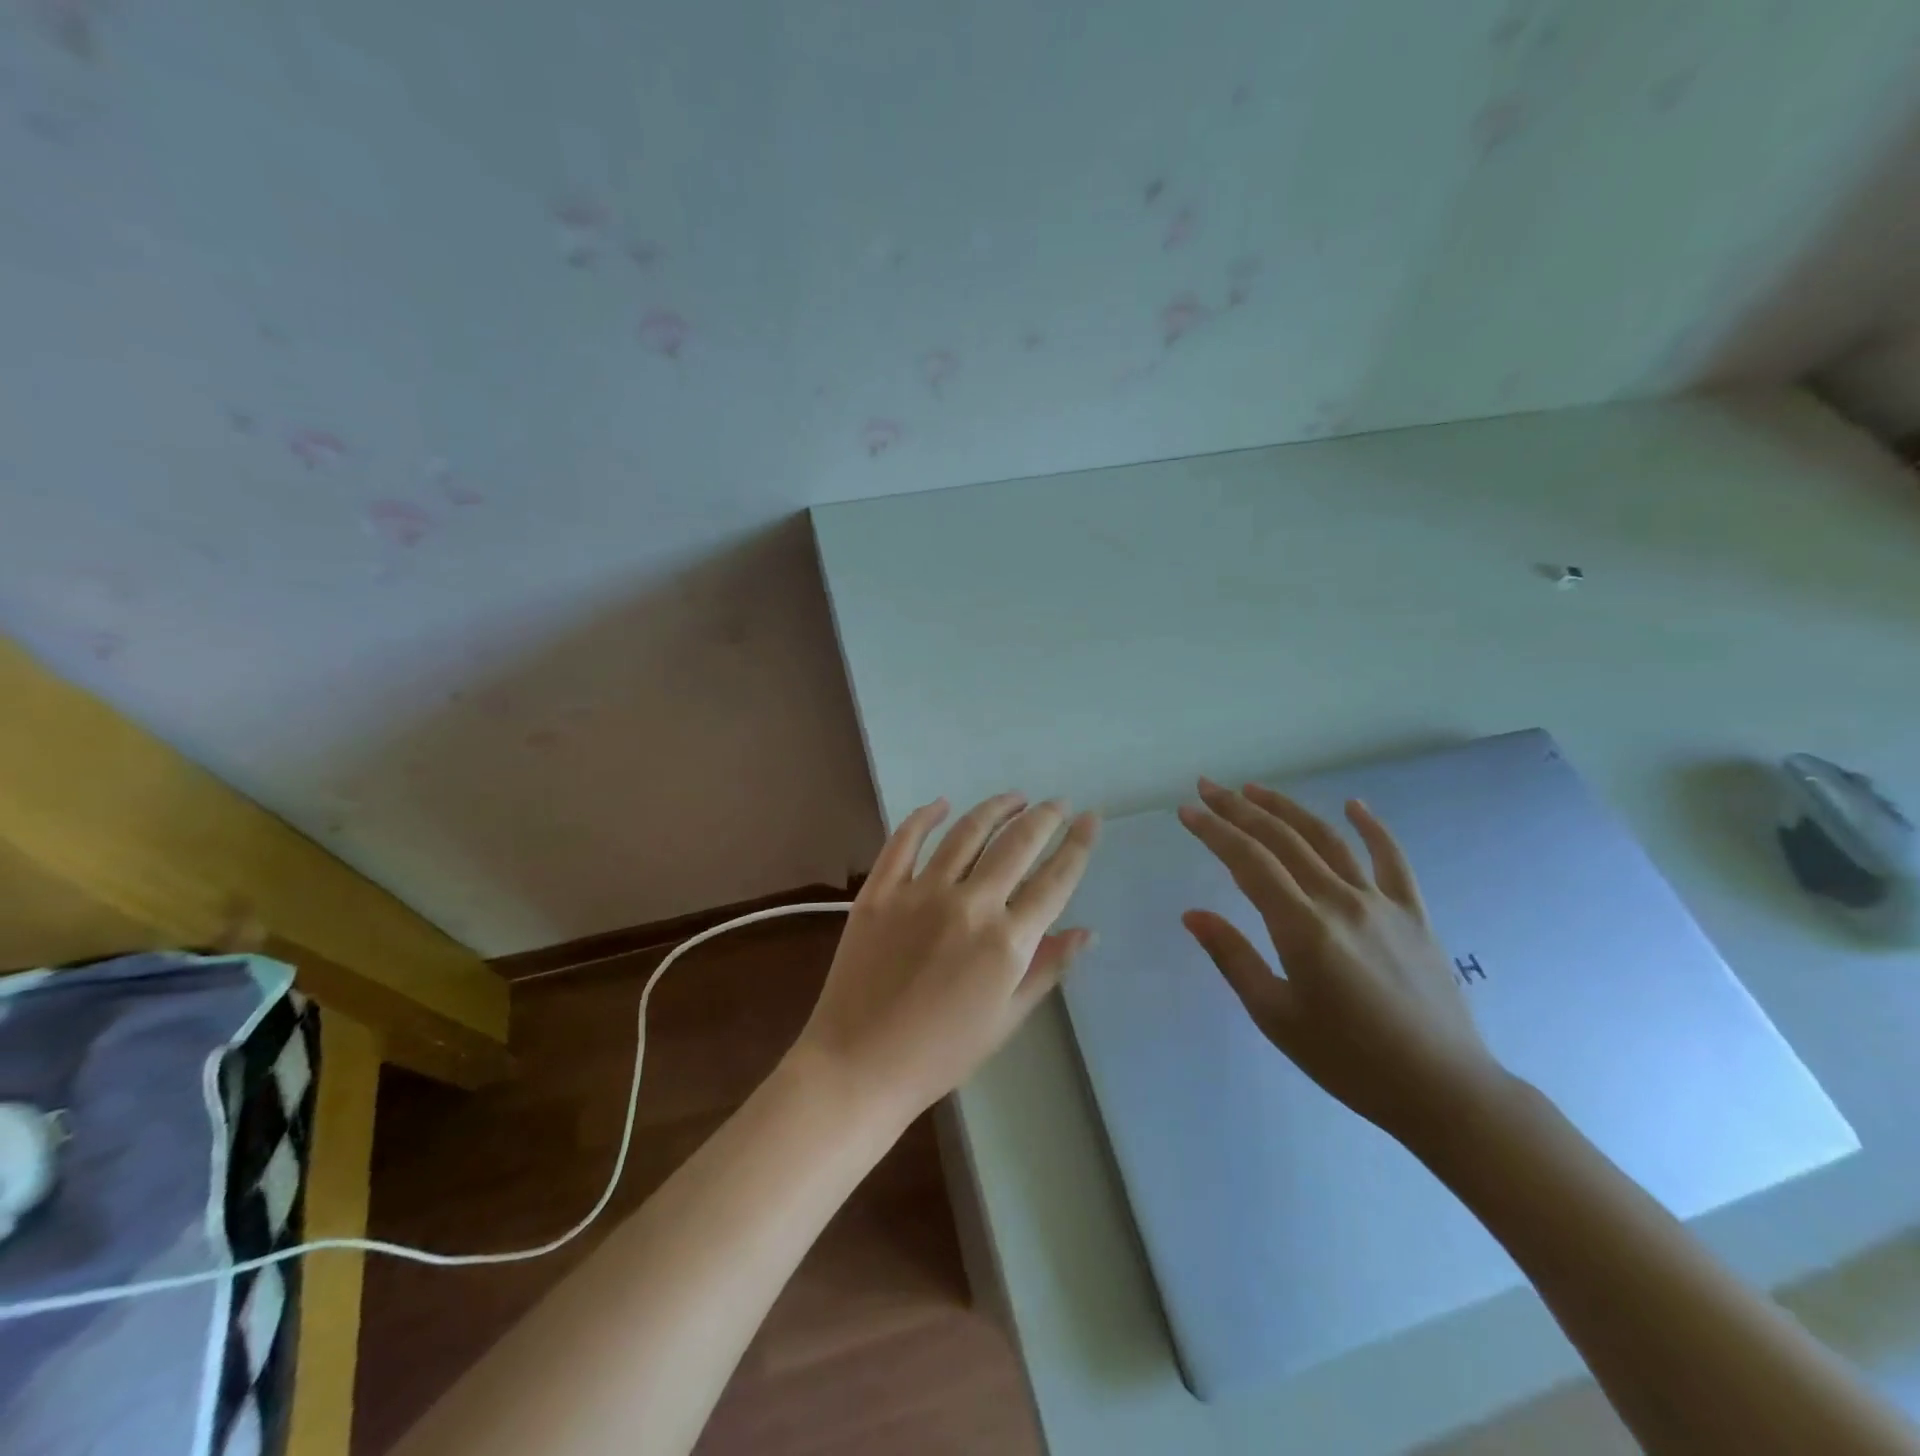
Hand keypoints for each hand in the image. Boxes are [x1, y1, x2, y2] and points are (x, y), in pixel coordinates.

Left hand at [789, 793, 1101, 1123]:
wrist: (860, 1065)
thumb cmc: (941, 1053)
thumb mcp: (1007, 1019)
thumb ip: (1047, 968)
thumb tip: (1086, 932)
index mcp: (1007, 941)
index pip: (1055, 880)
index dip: (1078, 844)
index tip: (1090, 818)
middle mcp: (970, 904)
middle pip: (1017, 844)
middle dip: (1044, 817)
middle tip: (1057, 803)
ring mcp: (921, 892)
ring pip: (967, 832)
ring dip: (995, 808)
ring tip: (1014, 797)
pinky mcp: (880, 890)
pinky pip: (905, 840)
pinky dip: (925, 817)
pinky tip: (941, 804)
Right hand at [1177, 779, 1505, 1144]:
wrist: (1443, 1090)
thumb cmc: (1348, 1060)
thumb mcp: (1275, 1016)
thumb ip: (1233, 957)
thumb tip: (1192, 914)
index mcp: (1303, 927)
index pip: (1248, 861)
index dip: (1214, 831)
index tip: (1188, 811)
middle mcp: (1340, 901)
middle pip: (1282, 839)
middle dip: (1239, 809)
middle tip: (1209, 787)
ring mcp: (1381, 903)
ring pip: (1328, 839)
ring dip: (1288, 808)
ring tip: (1255, 789)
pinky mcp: (1414, 913)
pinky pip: (1392, 859)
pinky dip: (1372, 827)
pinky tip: (1354, 805)